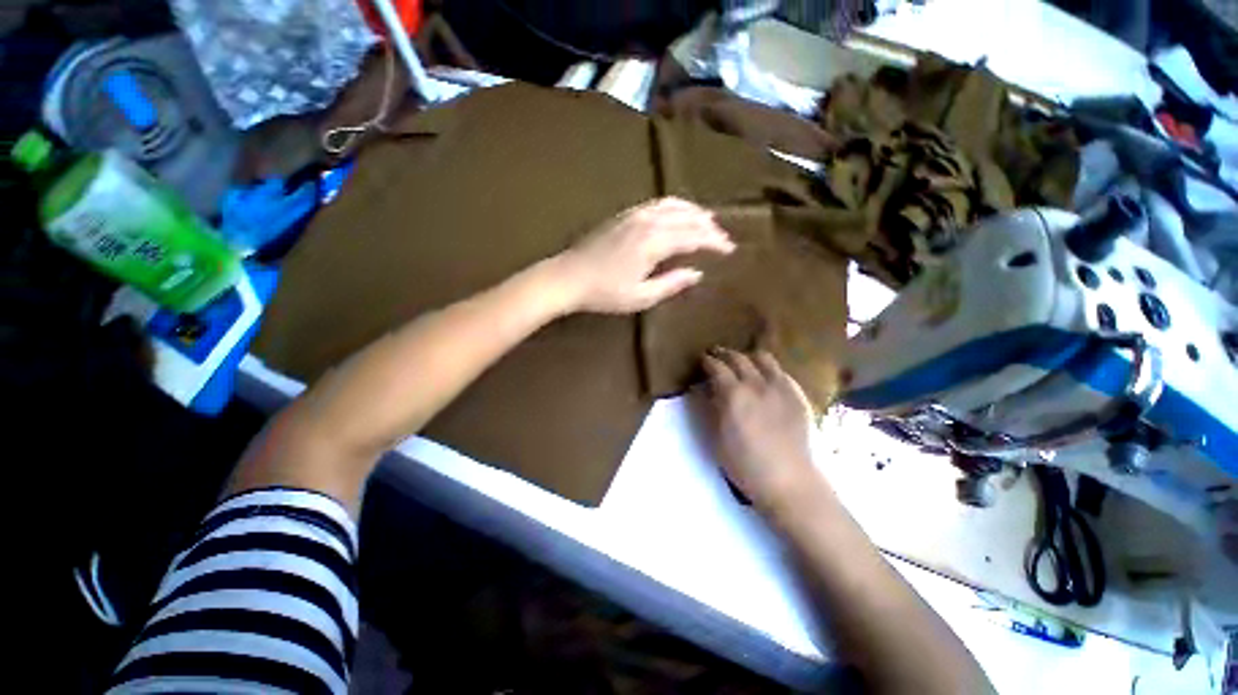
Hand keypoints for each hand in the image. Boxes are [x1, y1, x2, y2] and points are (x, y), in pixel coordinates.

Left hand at [554, 197, 734, 313]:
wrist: (569, 277)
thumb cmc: (605, 292)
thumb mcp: (641, 297)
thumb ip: (671, 284)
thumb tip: (696, 273)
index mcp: (654, 242)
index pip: (693, 236)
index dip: (714, 242)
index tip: (729, 249)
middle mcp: (647, 222)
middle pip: (686, 217)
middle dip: (708, 226)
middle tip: (723, 236)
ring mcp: (634, 215)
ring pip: (672, 205)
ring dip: (693, 211)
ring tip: (707, 218)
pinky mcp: (624, 215)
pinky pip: (656, 204)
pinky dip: (673, 206)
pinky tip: (677, 212)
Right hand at [703, 348, 819, 513]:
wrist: (790, 481)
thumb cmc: (745, 465)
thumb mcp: (717, 438)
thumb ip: (709, 408)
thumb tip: (701, 388)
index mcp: (734, 395)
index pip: (717, 367)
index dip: (707, 361)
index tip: (702, 360)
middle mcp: (757, 384)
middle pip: (738, 358)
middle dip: (724, 354)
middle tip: (717, 356)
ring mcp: (781, 387)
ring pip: (763, 358)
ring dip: (748, 357)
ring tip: (743, 362)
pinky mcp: (798, 395)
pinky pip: (781, 371)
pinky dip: (768, 369)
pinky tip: (766, 378)